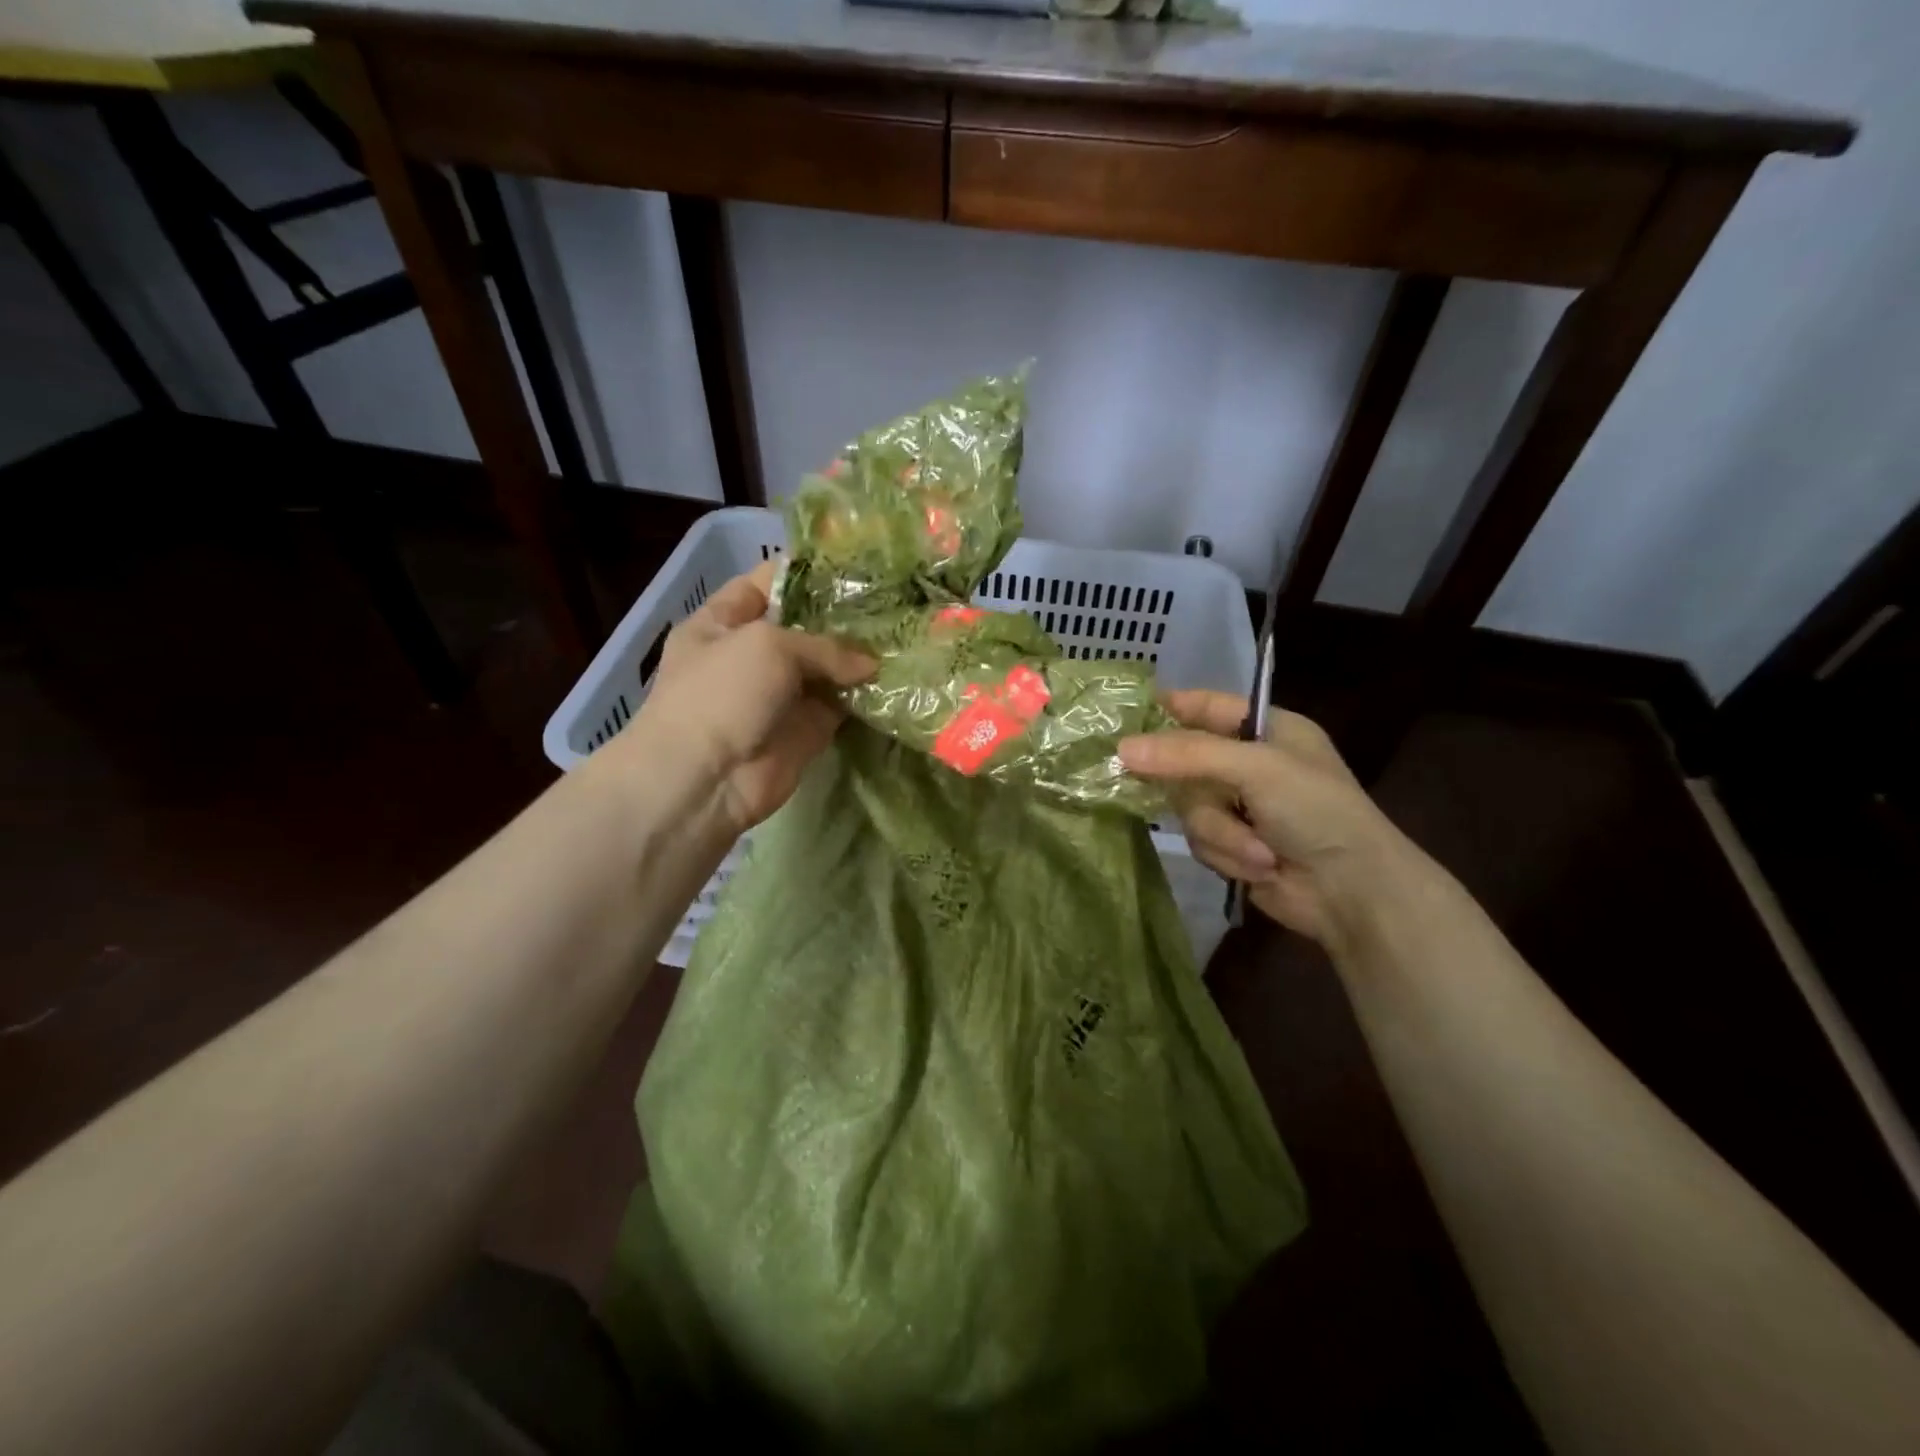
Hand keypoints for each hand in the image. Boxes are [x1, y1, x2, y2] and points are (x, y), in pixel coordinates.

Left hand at [614, 561, 874, 836]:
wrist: (705, 781)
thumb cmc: (722, 694)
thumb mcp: (768, 646)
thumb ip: (825, 646)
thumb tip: (870, 664)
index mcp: (723, 622)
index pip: (767, 583)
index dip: (807, 571)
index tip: (855, 564)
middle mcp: (752, 654)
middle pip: (805, 625)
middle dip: (844, 615)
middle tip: (895, 599)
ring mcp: (780, 693)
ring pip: (828, 667)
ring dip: (860, 656)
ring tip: (906, 634)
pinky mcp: (806, 729)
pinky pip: (840, 705)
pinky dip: (865, 695)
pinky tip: (897, 677)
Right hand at [1119, 692, 1413, 946]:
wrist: (1352, 892)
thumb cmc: (1316, 811)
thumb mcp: (1256, 768)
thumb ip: (1188, 754)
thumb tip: (1121, 749)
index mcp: (1267, 730)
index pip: (1206, 706)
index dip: (1170, 708)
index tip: (1126, 719)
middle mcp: (1249, 764)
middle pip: (1186, 764)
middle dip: (1201, 794)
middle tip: (1204, 799)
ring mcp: (1240, 806)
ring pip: (1190, 809)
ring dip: (1222, 833)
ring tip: (1259, 850)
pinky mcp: (1232, 845)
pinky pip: (1200, 840)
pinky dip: (1227, 854)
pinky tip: (1260, 866)